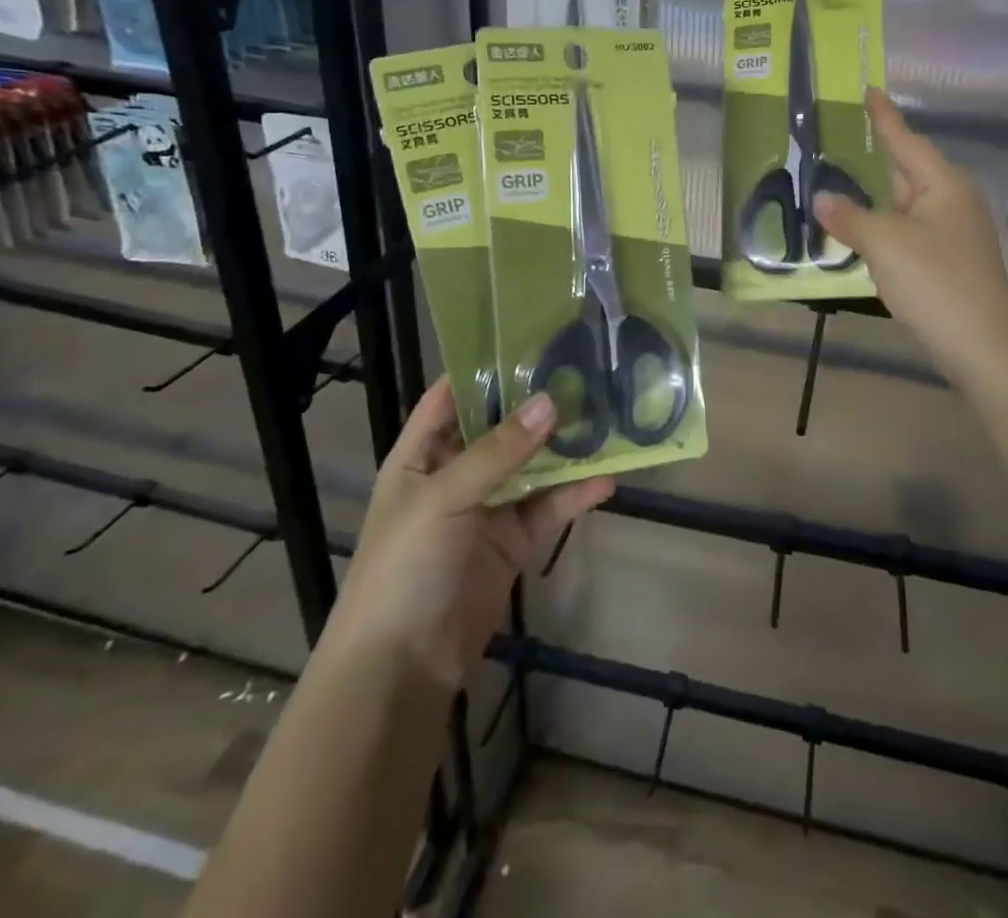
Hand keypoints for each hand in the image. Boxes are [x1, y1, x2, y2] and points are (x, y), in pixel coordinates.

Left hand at [328, 377, 613, 688]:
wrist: (400, 669)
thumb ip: (498, 452)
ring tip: (607, 417)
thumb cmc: (404, 568)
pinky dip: (575, 495)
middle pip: (500, 427)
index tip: (533, 338)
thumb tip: (551, 401)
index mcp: (421, 454)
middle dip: (538, 403)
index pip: (451, 394)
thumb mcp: (443, 499)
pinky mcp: (512, 542)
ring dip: (564, 448)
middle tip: (585, 370)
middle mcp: (455, 472)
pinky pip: (548, 508)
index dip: (485, 367)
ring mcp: (486, 507)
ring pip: (531, 465)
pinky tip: (607, 480)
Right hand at [814, 88, 1007, 374]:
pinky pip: (905, 232)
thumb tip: (822, 200)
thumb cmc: (935, 280)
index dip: (884, 116)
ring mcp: (950, 234)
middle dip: (874, 157)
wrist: (981, 344)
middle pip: (905, 170)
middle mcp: (950, 202)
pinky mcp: (944, 263)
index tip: (869, 90)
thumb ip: (849, 217)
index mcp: (942, 184)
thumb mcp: (885, 243)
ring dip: (873, 197)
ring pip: (903, 205)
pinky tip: (856, 232)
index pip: (905, 140)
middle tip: (836, 139)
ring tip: (835, 183)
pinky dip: (880, 227)